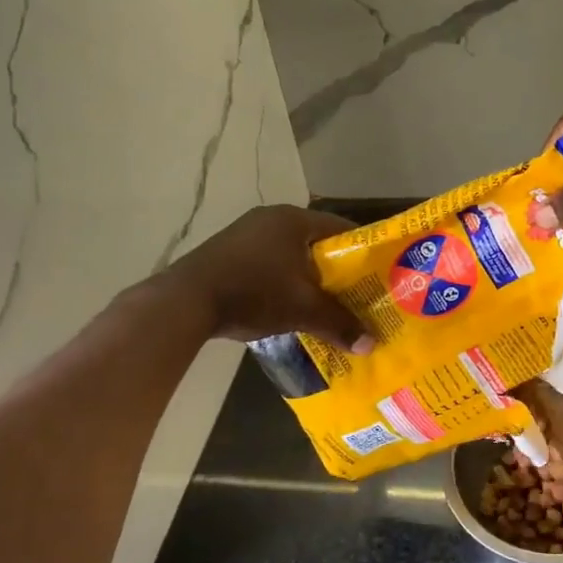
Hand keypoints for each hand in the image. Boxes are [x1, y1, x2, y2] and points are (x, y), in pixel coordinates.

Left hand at [165, 206, 371, 350]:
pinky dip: (280, 279)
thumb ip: (339, 323)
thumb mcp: (302, 309)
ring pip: (289, 253)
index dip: (361, 250)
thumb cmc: (254, 292)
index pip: (340, 228)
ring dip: (305, 276)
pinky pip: (266, 262)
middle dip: (334, 268)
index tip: (377, 272)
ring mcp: (244, 233)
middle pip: (315, 241)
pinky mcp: (226, 252)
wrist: (185, 301)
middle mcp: (270, 218)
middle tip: (354, 292)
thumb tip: (371, 344)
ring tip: (322, 302)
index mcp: (293, 219)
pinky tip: (285, 303)